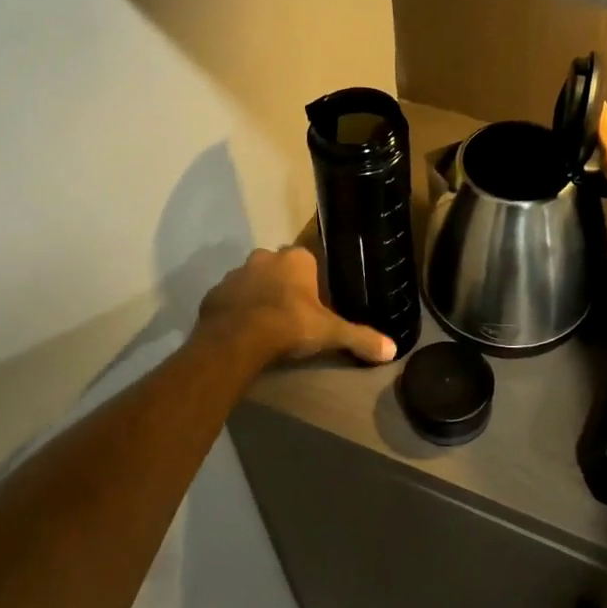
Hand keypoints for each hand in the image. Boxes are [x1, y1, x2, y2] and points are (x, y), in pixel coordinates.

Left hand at [195, 246, 397, 365]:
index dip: (313, 281)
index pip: (309, 260)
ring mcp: (235, 274)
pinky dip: (236, 310)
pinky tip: (243, 330)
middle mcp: (265, 257)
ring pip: (252, 280)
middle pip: (279, 267)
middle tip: (293, 313)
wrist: (237, 340)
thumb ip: (361, 337)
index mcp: (296, 259)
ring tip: (267, 324)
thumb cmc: (289, 326)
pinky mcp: (214, 293)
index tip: (316, 302)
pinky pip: (230, 299)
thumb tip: (393, 350)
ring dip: (259, 295)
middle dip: (284, 284)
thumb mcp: (330, 333)